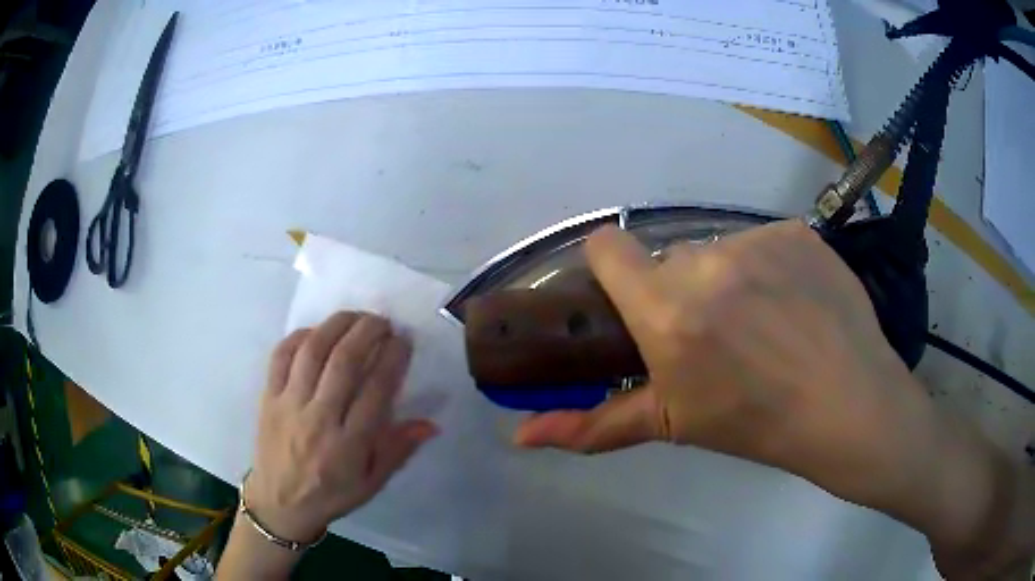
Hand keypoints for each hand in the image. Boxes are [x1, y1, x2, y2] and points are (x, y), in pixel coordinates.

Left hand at [247, 312, 437, 542]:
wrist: (280, 503)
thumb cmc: (331, 494)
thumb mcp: (372, 483)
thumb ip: (398, 450)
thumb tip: (431, 423)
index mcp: (348, 445)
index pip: (376, 390)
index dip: (393, 358)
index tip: (404, 341)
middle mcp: (318, 419)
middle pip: (344, 362)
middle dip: (368, 332)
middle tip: (383, 321)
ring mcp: (288, 404)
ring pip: (313, 351)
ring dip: (336, 325)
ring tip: (355, 317)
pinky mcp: (267, 397)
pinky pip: (281, 356)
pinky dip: (299, 336)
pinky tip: (316, 331)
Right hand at [514, 220, 939, 509]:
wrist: (848, 405)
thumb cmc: (756, 423)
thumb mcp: (672, 425)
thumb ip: (591, 426)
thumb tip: (519, 438)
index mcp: (667, 312)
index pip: (607, 248)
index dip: (610, 269)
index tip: (629, 299)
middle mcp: (707, 262)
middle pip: (669, 259)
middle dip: (679, 291)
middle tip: (713, 335)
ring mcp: (757, 240)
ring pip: (718, 249)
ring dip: (726, 279)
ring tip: (762, 323)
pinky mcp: (796, 231)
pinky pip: (763, 242)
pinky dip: (769, 267)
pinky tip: (795, 303)